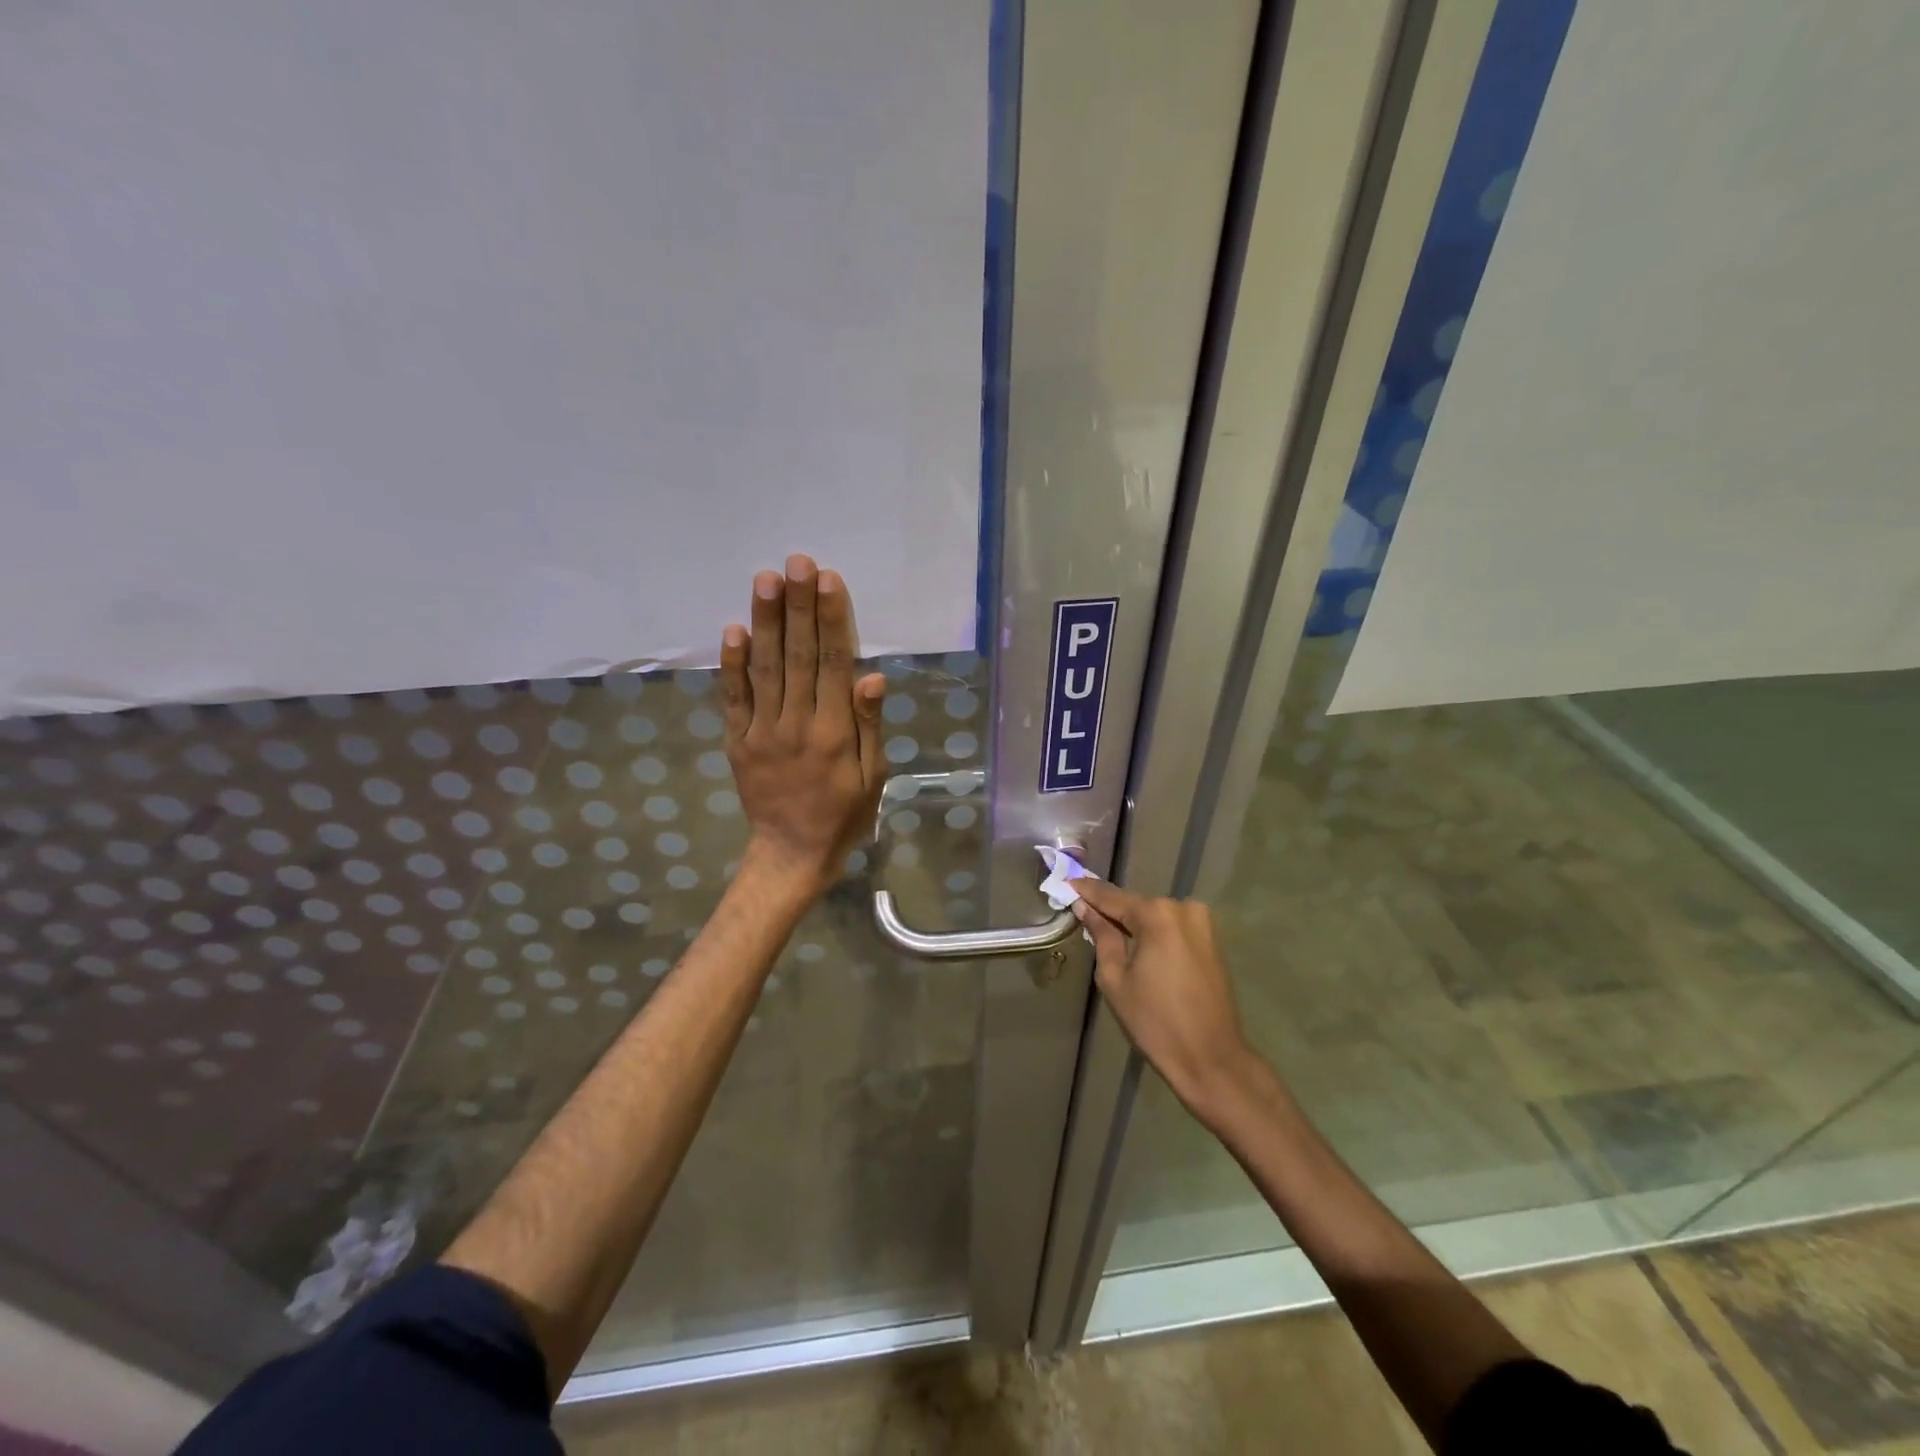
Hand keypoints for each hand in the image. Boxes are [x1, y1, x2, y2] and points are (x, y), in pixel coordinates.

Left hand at [720, 554, 887, 897]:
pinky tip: (733, 629)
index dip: (831, 620)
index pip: (833, 664)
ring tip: (766, 579)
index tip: (828, 580)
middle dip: (798, 606)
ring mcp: (762, 731)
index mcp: (834, 732)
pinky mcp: (738, 741)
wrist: (792, 853)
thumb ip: (869, 726)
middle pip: (797, 656)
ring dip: (765, 622)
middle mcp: (796, 724)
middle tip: (796, 562)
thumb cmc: (844, 814)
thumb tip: (871, 678)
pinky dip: (732, 664)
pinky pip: (734, 698)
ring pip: (764, 668)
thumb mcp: (874, 778)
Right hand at [1073, 878, 1259, 1120]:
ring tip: (1107, 933)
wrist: (1211, 1059)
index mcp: (1156, 915)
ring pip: (1155, 917)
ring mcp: (1202, 923)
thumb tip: (1085, 908)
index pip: (1112, 897)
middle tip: (1083, 911)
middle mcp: (1182, 909)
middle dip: (1111, 910)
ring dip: (1133, 923)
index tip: (1066, 882)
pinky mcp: (1212, 941)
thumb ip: (1101, 936)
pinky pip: (1173, 929)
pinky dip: (1153, 934)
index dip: (1087, 891)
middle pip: (1135, 905)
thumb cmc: (1155, 1022)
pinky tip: (1136, 946)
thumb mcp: (1115, 979)